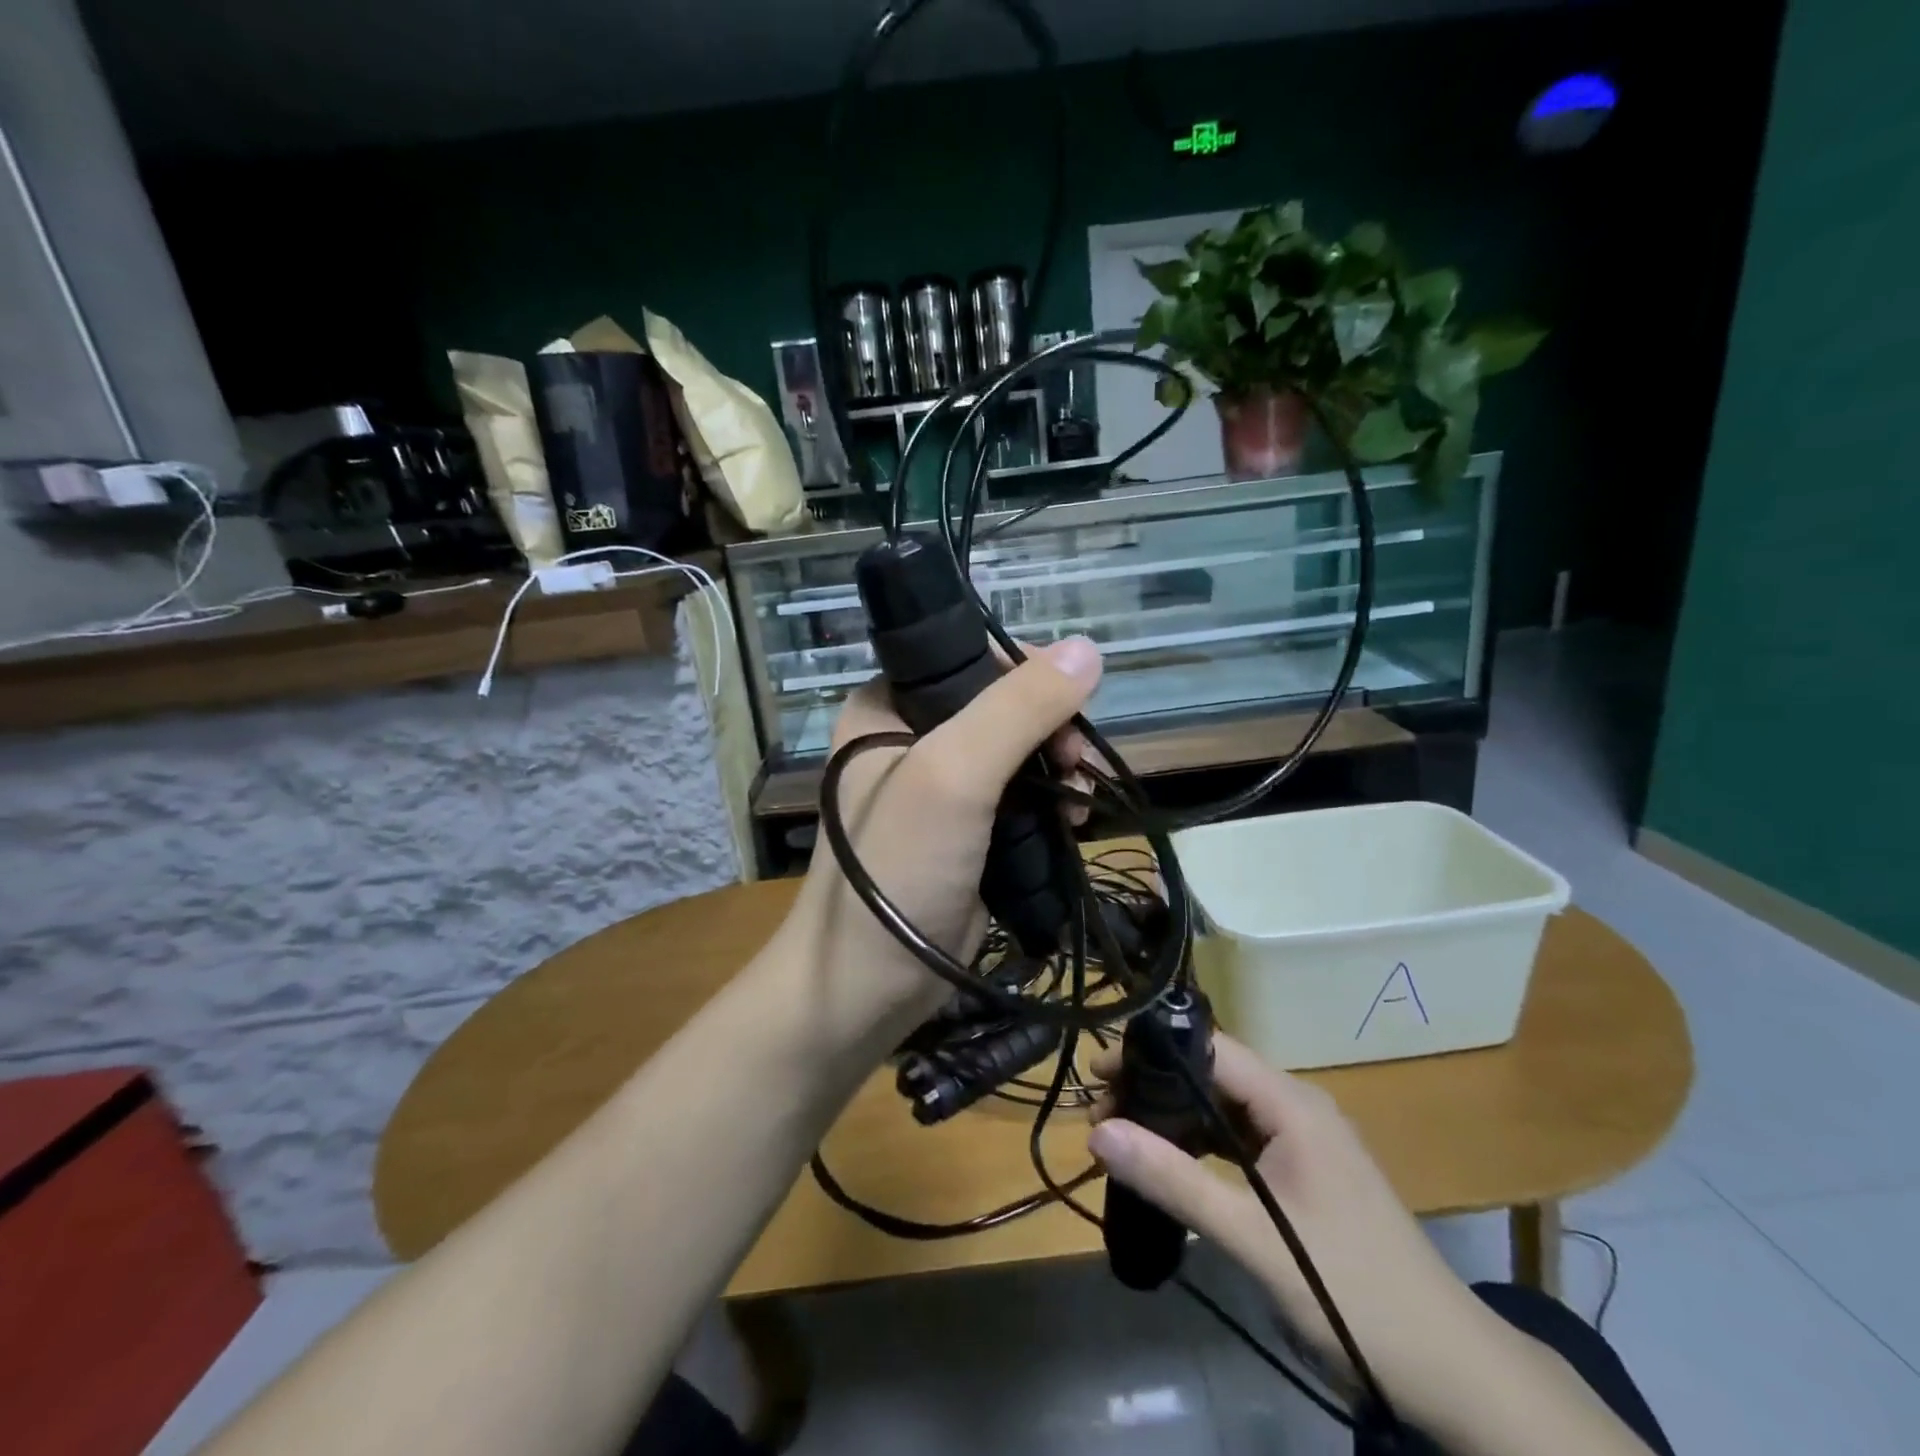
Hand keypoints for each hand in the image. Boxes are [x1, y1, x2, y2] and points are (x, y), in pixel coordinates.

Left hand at [781, 637, 1103, 1033]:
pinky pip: (1022, 798)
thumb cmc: (898, 866)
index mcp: (888, 706)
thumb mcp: (952, 774)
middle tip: (1078, 760)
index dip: (1026, 672)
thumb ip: (1017, 708)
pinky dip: (1054, 803)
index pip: (968, 658)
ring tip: (1083, 796)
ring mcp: (941, 790)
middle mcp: (912, 738)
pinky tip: (1076, 821)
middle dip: (1052, 728)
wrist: (869, 984)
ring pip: (1019, 753)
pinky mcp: (967, 833)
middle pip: (1003, 706)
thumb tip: (1086, 649)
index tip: (1069, 703)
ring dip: (1061, 767)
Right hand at [1088, 1033, 1478, 1410]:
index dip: (1152, 1052)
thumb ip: (1174, 1181)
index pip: (1210, 1048)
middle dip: (1155, 1085)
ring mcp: (1303, 1140)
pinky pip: (1239, 1139)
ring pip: (1224, 1107)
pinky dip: (1201, 1145)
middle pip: (1213, 1074)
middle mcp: (1297, 1106)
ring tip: (1122, 1134)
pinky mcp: (1304, 1171)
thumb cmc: (1352, 1292)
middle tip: (1100, 1111)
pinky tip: (1171, 1164)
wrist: (1452, 1371)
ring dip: (1174, 1116)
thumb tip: (1097, 1131)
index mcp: (1292, 1103)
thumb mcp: (1253, 1237)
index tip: (1099, 1073)